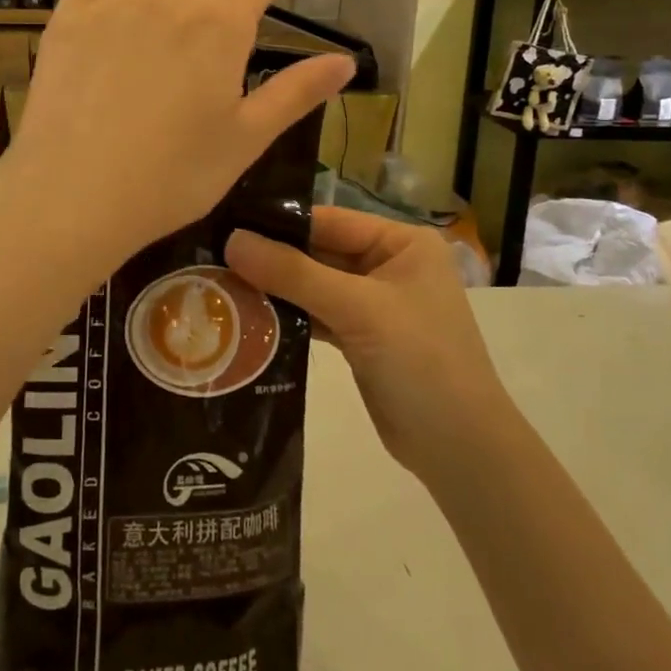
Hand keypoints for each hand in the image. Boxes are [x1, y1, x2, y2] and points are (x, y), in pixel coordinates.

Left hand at [0, 0, 354, 275]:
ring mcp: (114, 2)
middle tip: (219, 34)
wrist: (75, 194)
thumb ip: (296, 93)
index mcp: (222, 25)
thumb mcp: (246, 139)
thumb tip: (346, 61)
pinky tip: (117, 1)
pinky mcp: (69, 17)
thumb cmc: (173, 176)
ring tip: (170, 17)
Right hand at [225, 207, 506, 481]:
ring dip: (274, 289)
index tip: (224, 225)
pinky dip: (287, 316)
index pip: (329, 221)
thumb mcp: (358, 309)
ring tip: (219, 284)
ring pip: (313, 285)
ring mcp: (374, 303)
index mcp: (401, 242)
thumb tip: (232, 240)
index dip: (279, 224)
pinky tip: (248, 317)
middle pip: (318, 252)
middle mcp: (388, 265)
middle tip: (212, 256)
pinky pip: (316, 315)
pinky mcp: (360, 337)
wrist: (459, 448)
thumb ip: (293, 273)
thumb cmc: (420, 361)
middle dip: (271, 259)